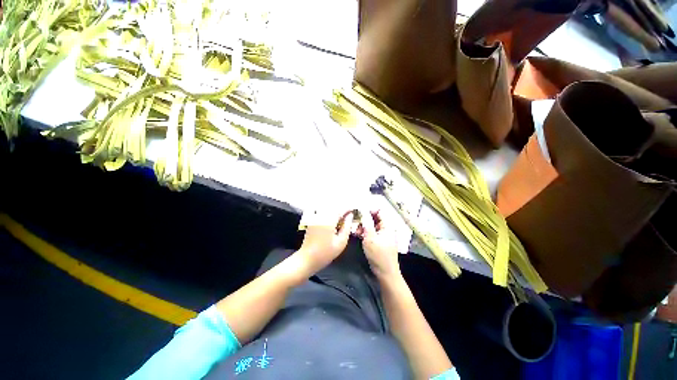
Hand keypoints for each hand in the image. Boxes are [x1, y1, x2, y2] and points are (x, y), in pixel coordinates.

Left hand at [297, 211, 353, 274]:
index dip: (348, 208)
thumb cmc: (325, 253)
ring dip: (335, 211)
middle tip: (348, 216)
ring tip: (341, 219)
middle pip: (334, 206)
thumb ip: (347, 228)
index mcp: (329, 220)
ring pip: (327, 208)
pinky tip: (331, 221)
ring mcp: (315, 217)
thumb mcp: (341, 243)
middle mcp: (321, 216)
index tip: (354, 211)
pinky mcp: (311, 220)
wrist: (307, 259)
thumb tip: (350, 217)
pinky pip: (321, 212)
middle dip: (342, 209)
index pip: (341, 209)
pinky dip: (328, 213)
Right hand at [358, 210, 399, 279]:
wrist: (385, 273)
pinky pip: (371, 232)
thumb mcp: (370, 238)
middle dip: (364, 219)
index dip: (369, 210)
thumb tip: (363, 210)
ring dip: (363, 226)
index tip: (359, 212)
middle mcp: (386, 228)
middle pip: (374, 218)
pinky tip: (357, 234)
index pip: (379, 211)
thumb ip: (366, 223)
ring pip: (371, 225)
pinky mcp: (378, 240)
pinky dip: (364, 232)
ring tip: (355, 230)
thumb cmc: (379, 255)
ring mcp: (382, 235)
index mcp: (387, 226)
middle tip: (355, 222)